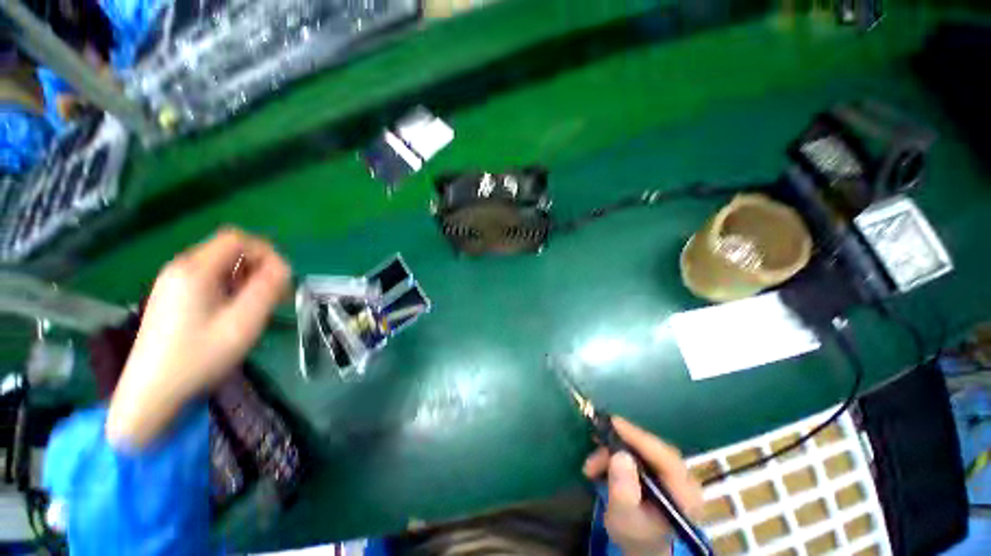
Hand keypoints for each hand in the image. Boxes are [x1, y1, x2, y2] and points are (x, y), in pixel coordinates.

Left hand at [107, 228, 289, 446]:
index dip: (265, 251)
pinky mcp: (172, 296)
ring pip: (221, 265)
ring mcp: (173, 282)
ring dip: (247, 278)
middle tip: (273, 295)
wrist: (151, 392)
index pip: (237, 238)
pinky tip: (235, 312)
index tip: (280, 278)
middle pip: (229, 249)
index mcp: (195, 270)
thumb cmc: (199, 357)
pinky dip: (231, 287)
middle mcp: (180, 268)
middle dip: (258, 267)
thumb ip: (267, 289)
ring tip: (257, 306)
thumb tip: (283, 266)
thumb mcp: (243, 323)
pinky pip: (210, 279)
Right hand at [583, 417, 703, 555]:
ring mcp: (670, 471)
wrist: (640, 544)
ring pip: (639, 449)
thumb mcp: (624, 518)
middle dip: (619, 445)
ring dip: (612, 452)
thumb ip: (623, 490)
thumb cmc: (634, 535)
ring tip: (590, 467)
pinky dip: (615, 454)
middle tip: (594, 443)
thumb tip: (620, 455)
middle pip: (651, 449)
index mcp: (685, 494)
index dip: (639, 438)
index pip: (665, 458)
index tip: (614, 423)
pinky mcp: (657, 468)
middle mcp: (682, 478)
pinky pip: (636, 452)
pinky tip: (599, 465)